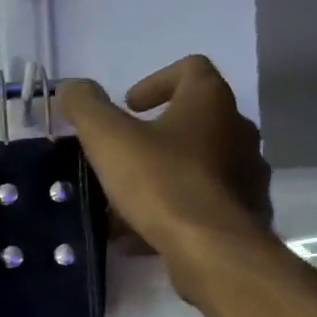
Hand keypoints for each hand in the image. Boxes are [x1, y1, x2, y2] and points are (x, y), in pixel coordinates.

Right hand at [58, 56, 270, 276]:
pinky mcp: (243, 214)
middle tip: (123, 158)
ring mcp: (245, 174)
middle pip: (194, 122)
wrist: (211, 247)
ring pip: (198, 168)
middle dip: (156, 137)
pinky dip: (174, 213)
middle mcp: (237, 130)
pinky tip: (142, 237)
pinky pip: (203, 205)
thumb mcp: (109, 140)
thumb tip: (71, 88)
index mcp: (210, 101)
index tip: (129, 106)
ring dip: (163, 179)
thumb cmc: (160, 182)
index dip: (156, 82)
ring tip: (126, 205)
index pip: (190, 70)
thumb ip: (86, 108)